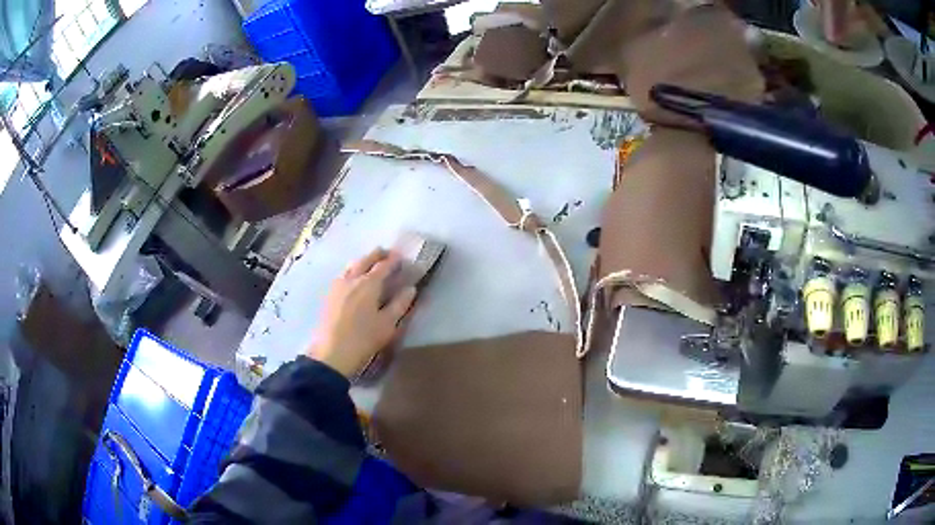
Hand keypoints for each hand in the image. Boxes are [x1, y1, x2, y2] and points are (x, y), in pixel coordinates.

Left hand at [307, 248, 416, 377]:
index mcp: (369, 283)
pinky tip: (353, 278)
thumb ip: (400, 304)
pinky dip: (352, 270)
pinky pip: (343, 274)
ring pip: (352, 265)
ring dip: (363, 260)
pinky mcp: (329, 295)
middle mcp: (352, 278)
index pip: (384, 266)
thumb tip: (410, 288)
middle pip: (365, 260)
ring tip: (370, 263)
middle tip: (387, 253)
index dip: (394, 260)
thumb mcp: (388, 324)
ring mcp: (338, 285)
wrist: (332, 353)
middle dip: (377, 255)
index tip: (402, 256)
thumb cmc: (364, 339)